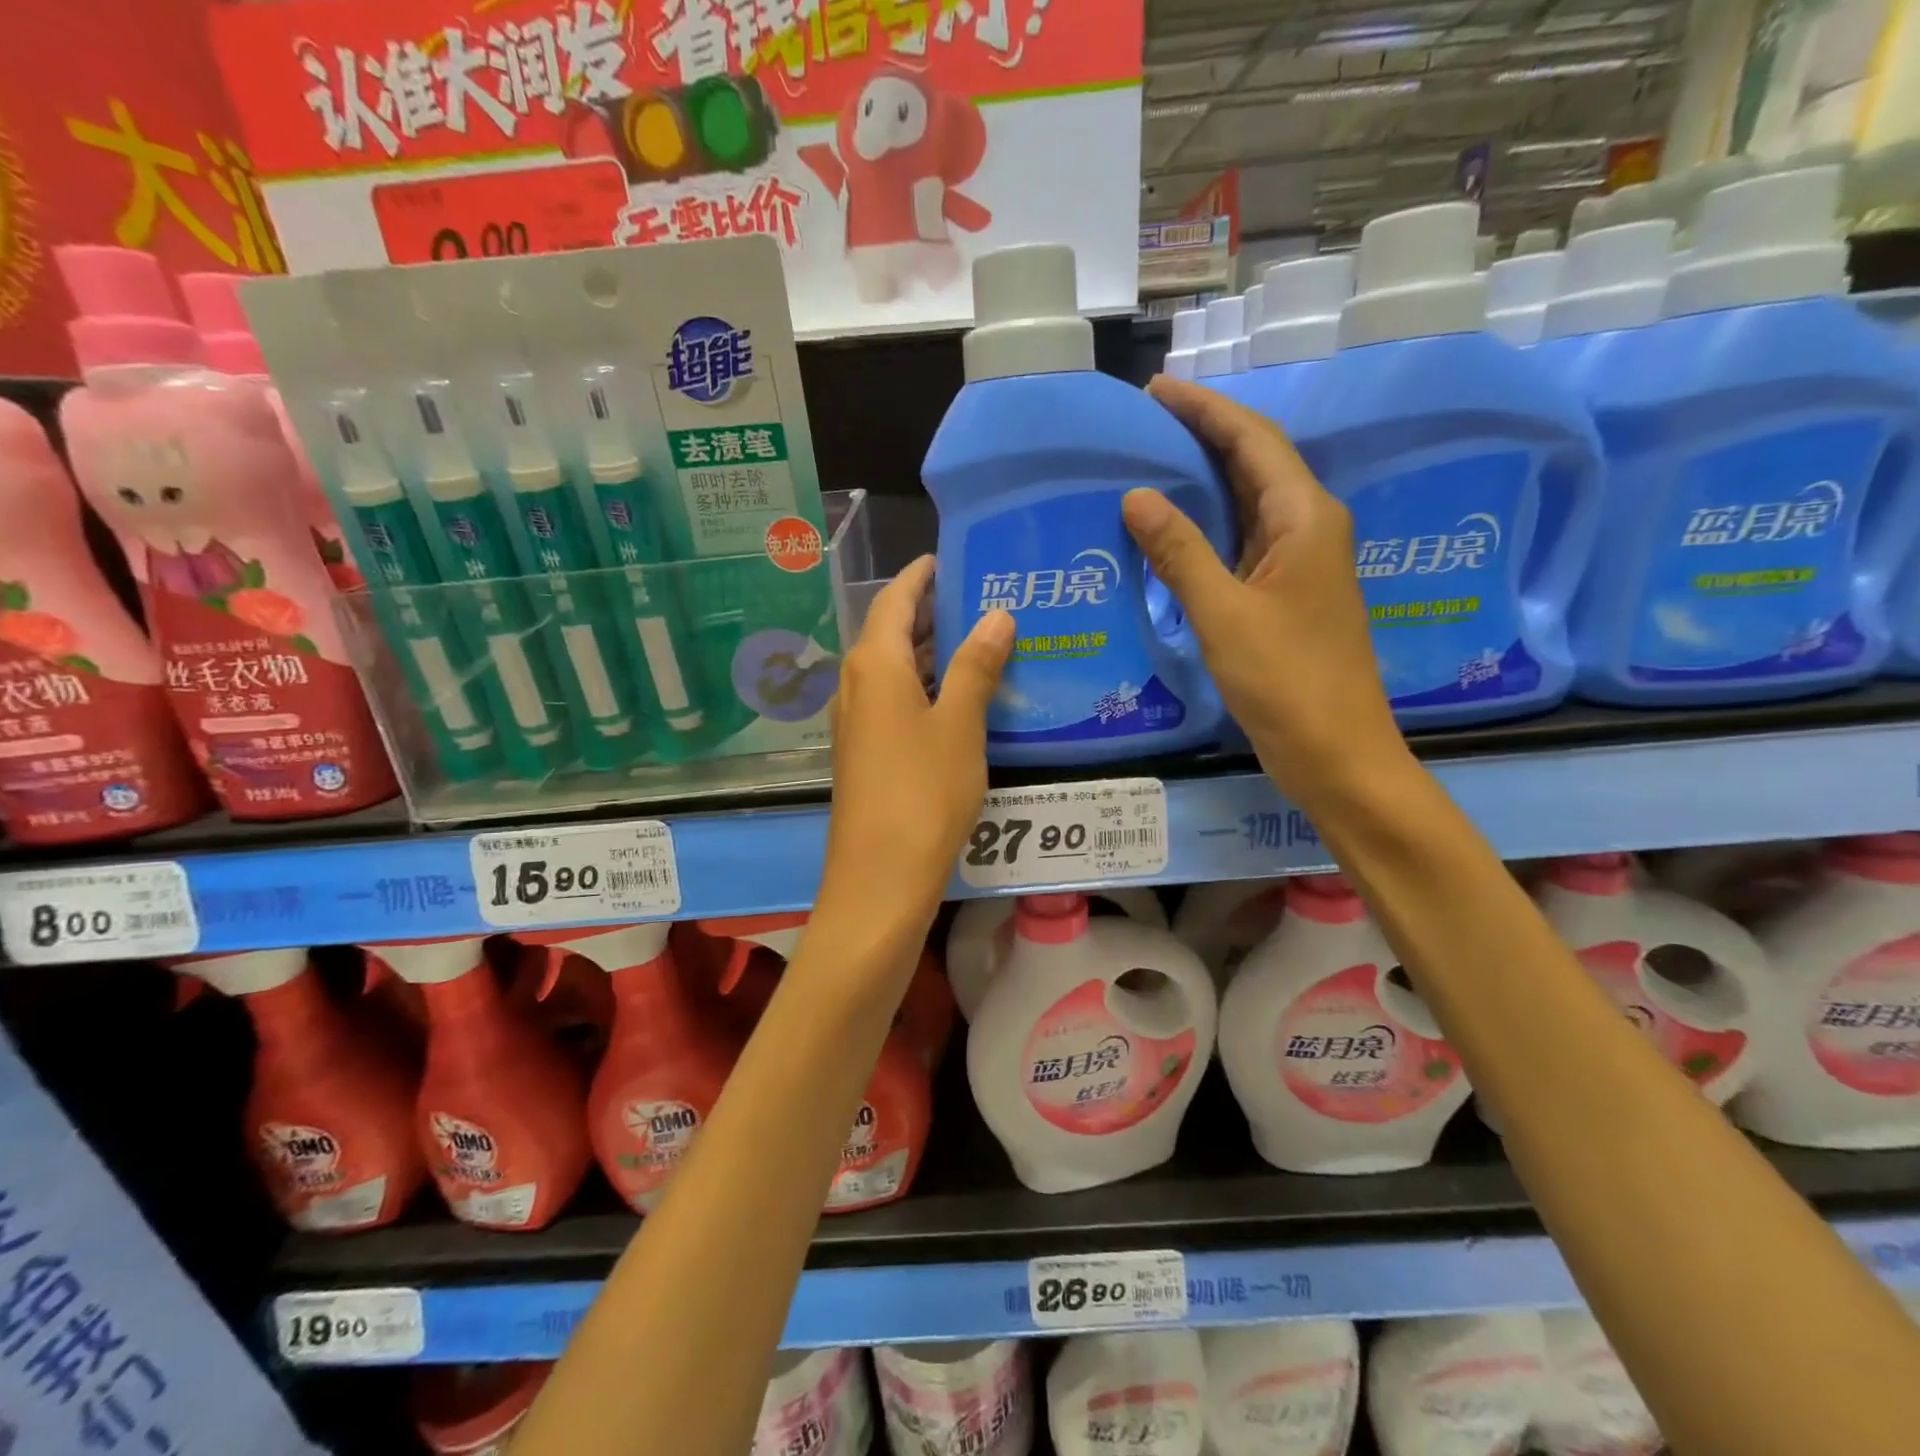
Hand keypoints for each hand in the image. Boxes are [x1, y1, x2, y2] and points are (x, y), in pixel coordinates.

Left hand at [817, 556, 1012, 938]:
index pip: (894, 599)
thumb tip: (996, 615)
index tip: (949, 558)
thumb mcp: (960, 725)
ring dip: (929, 651)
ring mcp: (856, 720)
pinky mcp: (864, 751)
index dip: (920, 576)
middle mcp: (856, 684)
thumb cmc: (923, 792)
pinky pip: (893, 699)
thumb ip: (976, 666)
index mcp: (873, 664)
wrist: (880, 878)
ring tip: (979, 639)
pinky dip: (923, 685)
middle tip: (981, 597)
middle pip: (889, 631)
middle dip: (930, 612)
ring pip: (892, 668)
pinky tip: (959, 696)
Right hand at [1123, 376, 1404, 805]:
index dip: (1205, 410)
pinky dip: (1208, 527)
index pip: (1253, 440)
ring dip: (1206, 478)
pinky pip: (1243, 542)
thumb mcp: (1224, 615)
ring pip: (1249, 502)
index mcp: (1305, 518)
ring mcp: (1299, 564)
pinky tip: (1173, 531)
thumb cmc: (1287, 681)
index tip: (1156, 390)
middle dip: (1205, 434)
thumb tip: (1137, 495)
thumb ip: (1181, 552)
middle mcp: (1308, 529)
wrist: (1336, 753)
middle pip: (1255, 462)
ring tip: (1153, 461)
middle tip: (1147, 421)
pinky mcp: (1286, 596)